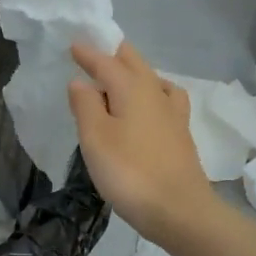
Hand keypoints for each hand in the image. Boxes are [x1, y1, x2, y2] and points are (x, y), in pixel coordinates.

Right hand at [68, 41, 218, 247]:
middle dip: (114, 54)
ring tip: (119, 78)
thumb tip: (81, 81)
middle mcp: (156, 93)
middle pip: (135, 64)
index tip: (74, 45)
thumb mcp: (96, 138)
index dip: (89, 54)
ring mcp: (173, 114)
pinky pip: (165, 99)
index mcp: (133, 88)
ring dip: (134, 72)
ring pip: (152, 79)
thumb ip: (86, 106)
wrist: (180, 211)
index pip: (107, 62)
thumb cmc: (130, 173)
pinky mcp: (181, 134)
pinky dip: (153, 92)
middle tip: (95, 52)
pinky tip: (150, 105)